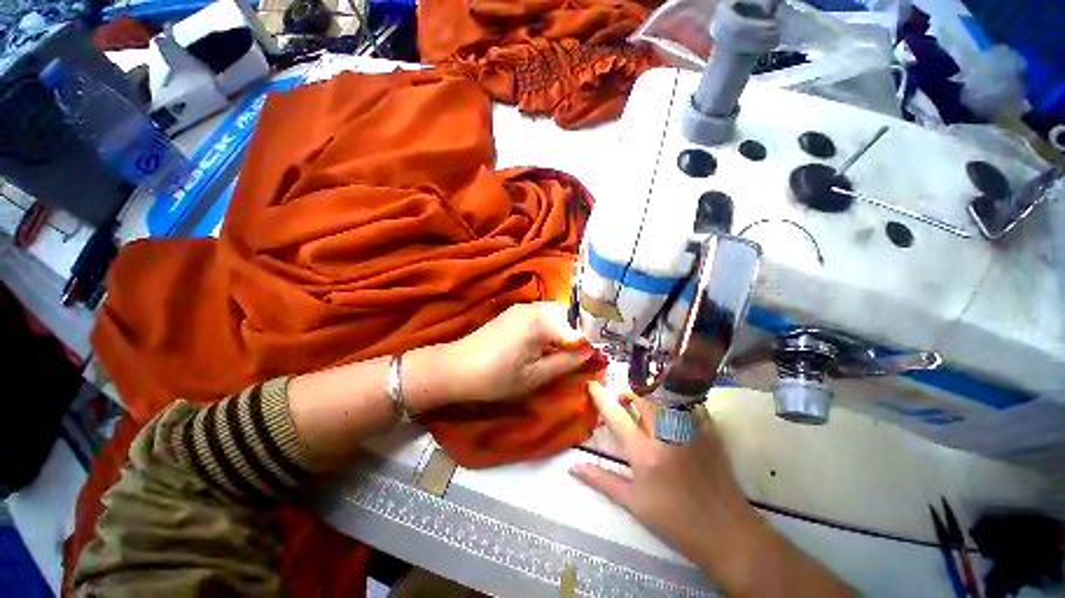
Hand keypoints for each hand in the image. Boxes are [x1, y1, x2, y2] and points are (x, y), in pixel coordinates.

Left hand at [441, 302, 596, 403]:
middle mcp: (535, 306)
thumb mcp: (536, 375)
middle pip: (570, 314)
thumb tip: (592, 351)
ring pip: (557, 314)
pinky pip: (544, 316)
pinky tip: (550, 344)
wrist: (456, 367)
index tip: (602, 352)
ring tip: (572, 350)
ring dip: (567, 330)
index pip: (580, 324)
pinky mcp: (515, 312)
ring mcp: (524, 307)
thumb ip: (567, 361)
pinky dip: (553, 328)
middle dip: (581, 332)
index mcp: (542, 319)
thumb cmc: (497, 376)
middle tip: (588, 352)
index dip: (594, 337)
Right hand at [570, 382, 763, 582]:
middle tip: (622, 401)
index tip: (592, 384)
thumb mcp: (634, 505)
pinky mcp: (708, 431)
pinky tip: (671, 412)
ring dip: (648, 397)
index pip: (616, 417)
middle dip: (628, 395)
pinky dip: (674, 402)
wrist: (727, 533)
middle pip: (641, 399)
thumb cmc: (675, 521)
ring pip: (663, 398)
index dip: (601, 398)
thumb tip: (573, 467)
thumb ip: (603, 481)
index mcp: (644, 453)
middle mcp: (665, 435)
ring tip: (643, 405)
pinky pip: (687, 404)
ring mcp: (689, 430)